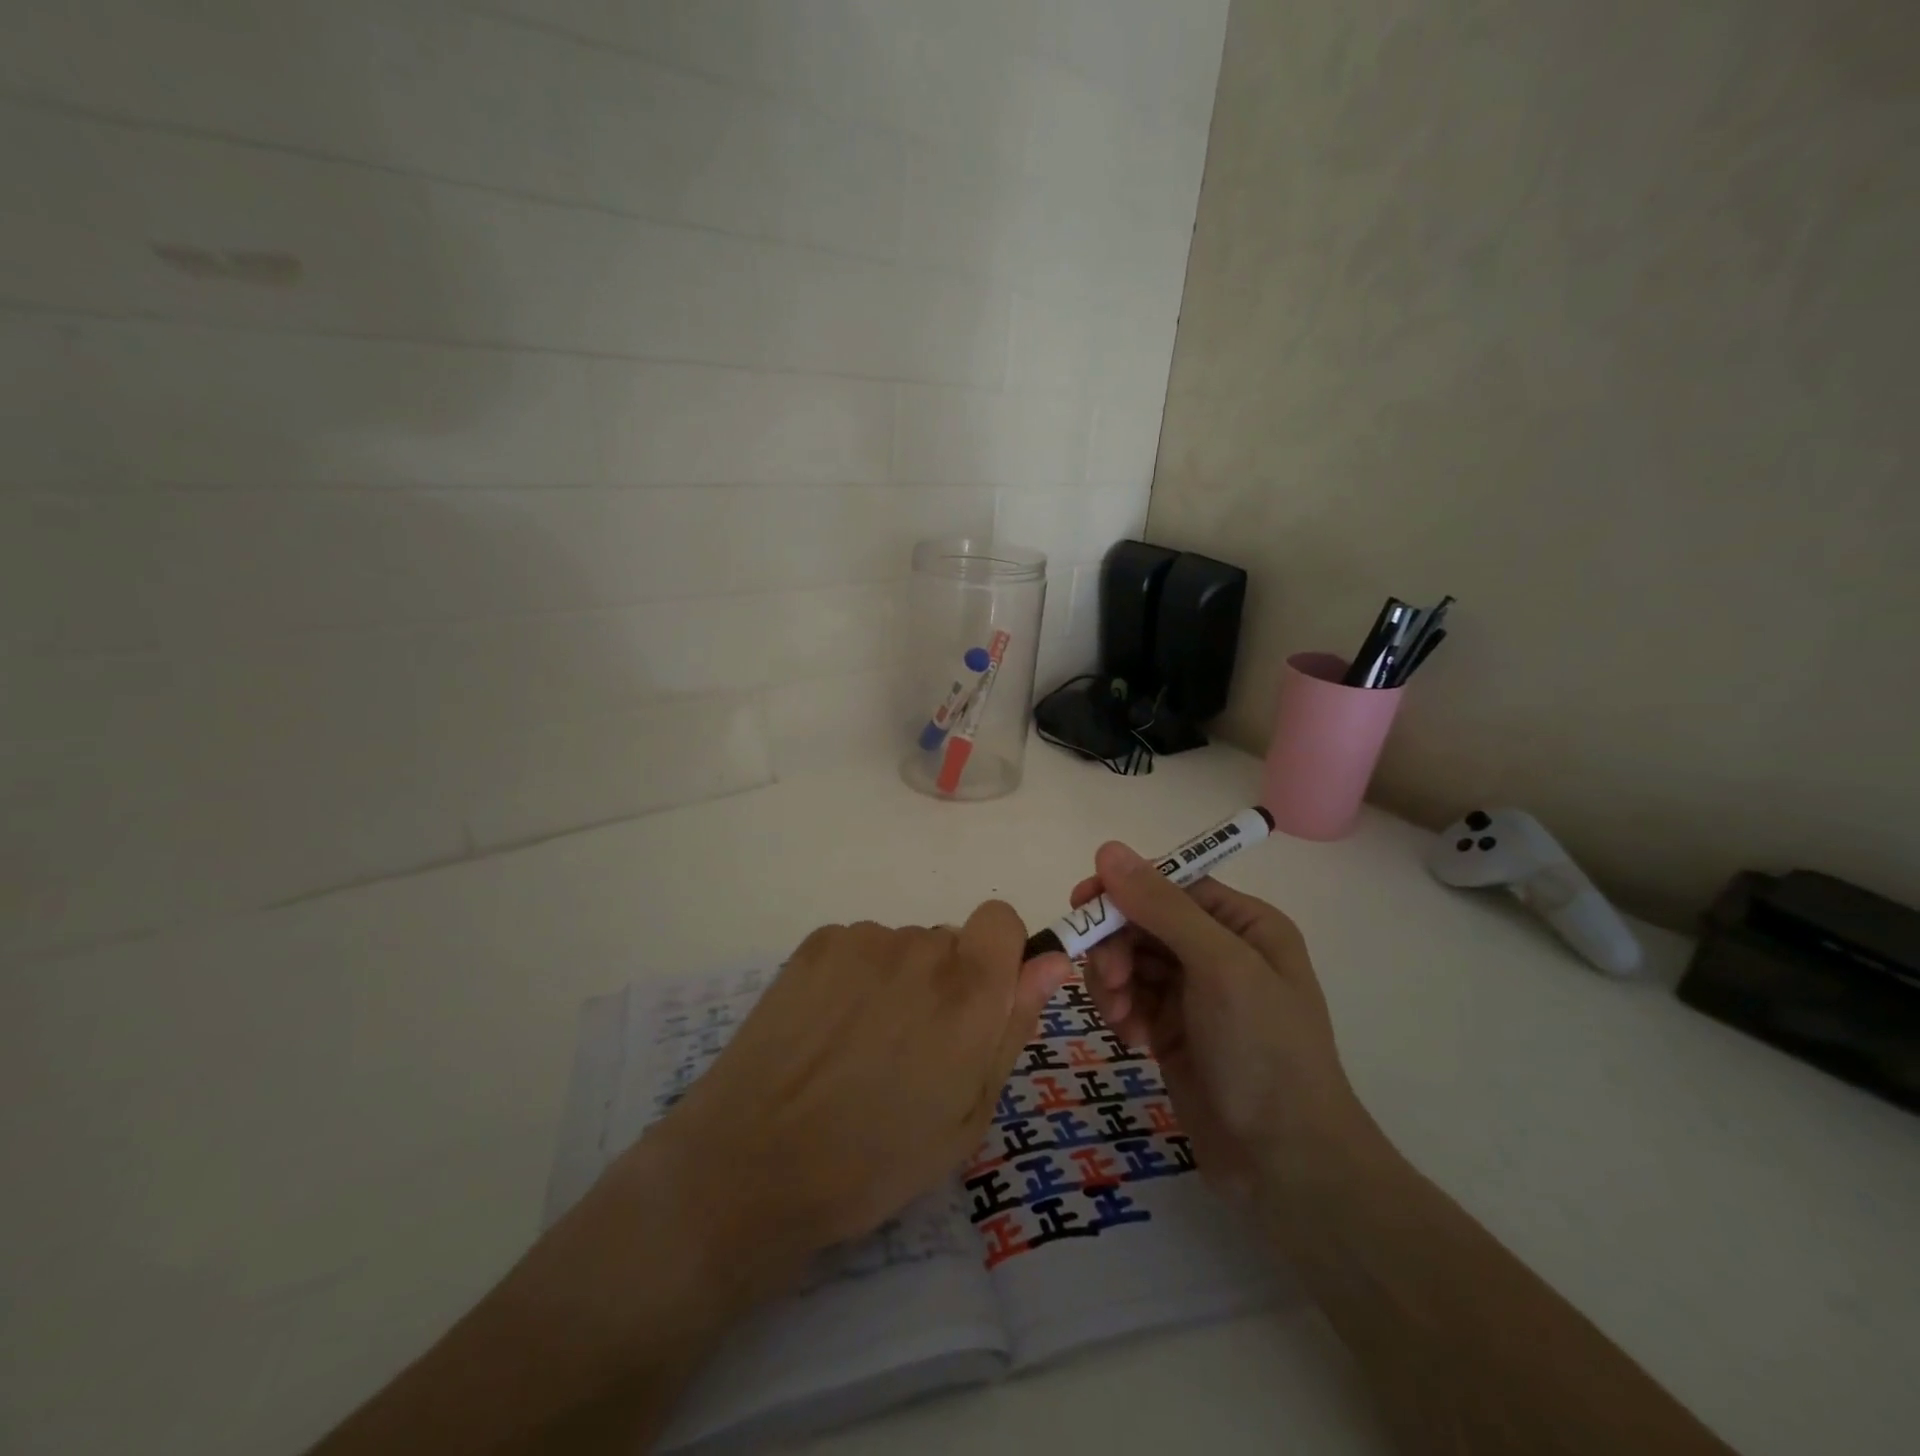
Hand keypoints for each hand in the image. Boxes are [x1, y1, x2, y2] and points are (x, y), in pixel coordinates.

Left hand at [637, 902, 1066, 1282]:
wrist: (752, 1165)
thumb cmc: (875, 1160)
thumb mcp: (968, 1114)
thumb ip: (1012, 1027)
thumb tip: (1051, 962)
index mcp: (968, 989)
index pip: (1002, 919)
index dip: (998, 956)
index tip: (980, 1003)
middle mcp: (919, 947)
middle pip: (949, 941)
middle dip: (945, 982)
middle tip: (910, 1050)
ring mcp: (862, 940)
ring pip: (902, 947)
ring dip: (897, 981)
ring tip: (859, 1048)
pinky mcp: (815, 943)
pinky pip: (858, 947)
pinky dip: (854, 977)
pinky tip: (825, 1030)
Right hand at [1070, 843, 1371, 1205]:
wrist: (1286, 1164)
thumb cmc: (1264, 1051)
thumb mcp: (1219, 967)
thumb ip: (1163, 906)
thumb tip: (1108, 848)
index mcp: (1243, 924)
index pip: (1170, 884)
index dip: (1125, 889)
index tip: (1083, 905)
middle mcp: (1219, 951)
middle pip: (1143, 922)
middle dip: (1118, 947)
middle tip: (1109, 981)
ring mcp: (1195, 994)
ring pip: (1130, 961)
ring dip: (1115, 983)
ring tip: (1123, 1019)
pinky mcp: (1173, 1031)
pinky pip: (1131, 1000)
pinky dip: (1123, 1013)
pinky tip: (1133, 1040)